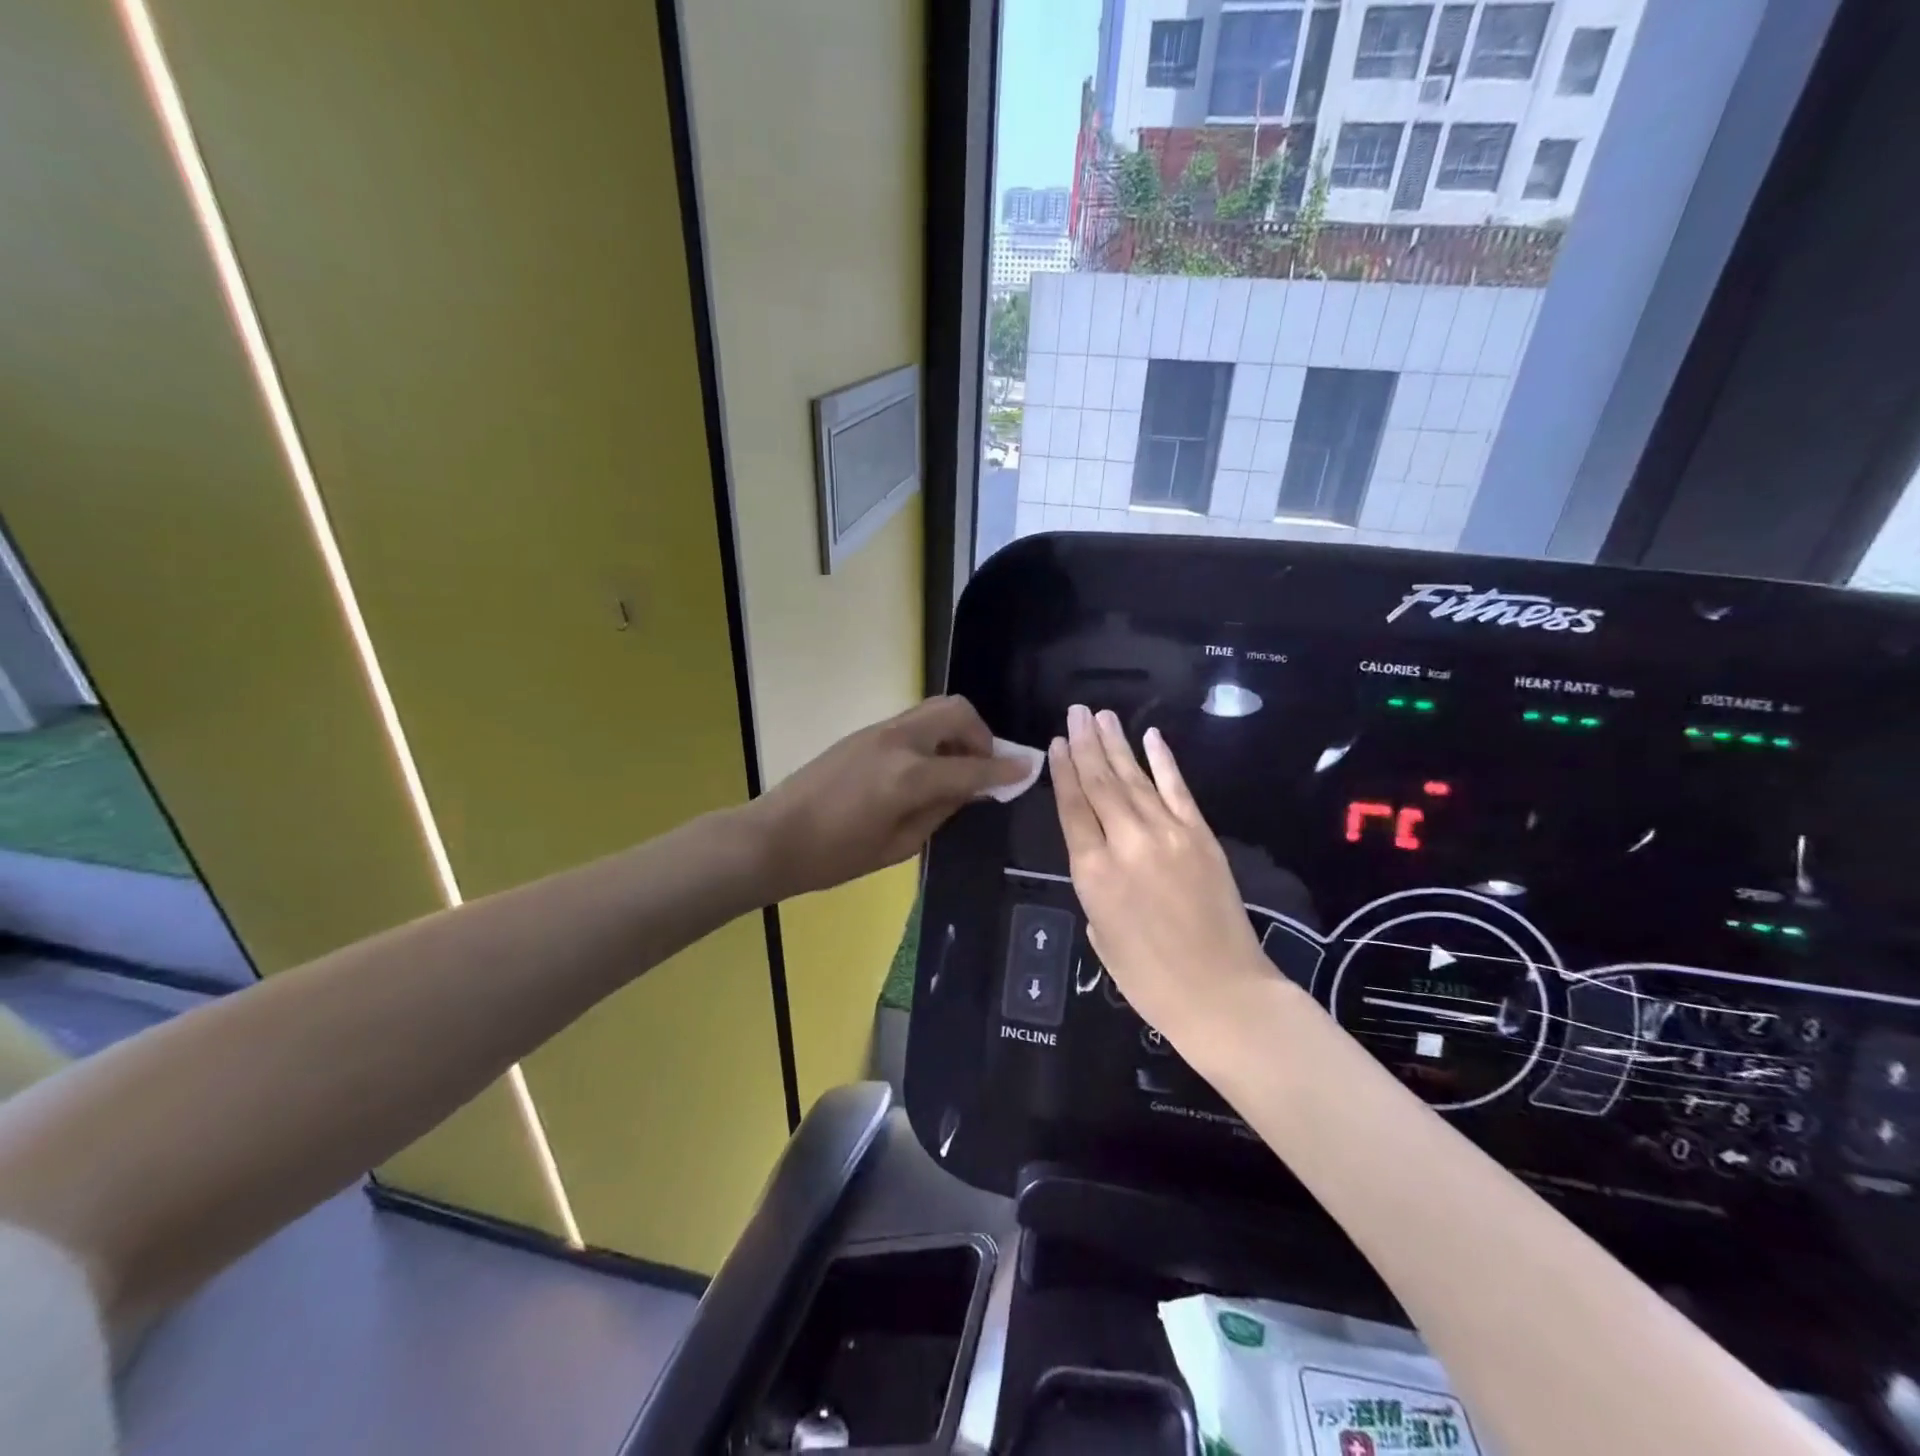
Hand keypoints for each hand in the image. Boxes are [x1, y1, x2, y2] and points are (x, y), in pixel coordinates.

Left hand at [754, 696, 1025, 899]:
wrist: (773, 837)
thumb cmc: (835, 856)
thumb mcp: (899, 845)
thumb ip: (942, 810)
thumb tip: (972, 789)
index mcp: (909, 777)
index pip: (972, 766)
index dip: (1004, 770)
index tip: (1027, 770)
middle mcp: (899, 742)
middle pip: (957, 712)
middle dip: (982, 735)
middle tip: (982, 768)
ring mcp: (879, 731)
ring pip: (935, 709)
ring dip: (957, 731)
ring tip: (955, 769)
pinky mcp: (865, 733)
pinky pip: (914, 722)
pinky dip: (934, 735)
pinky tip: (926, 769)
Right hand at [1050, 704, 1271, 1050]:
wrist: (1222, 993)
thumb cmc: (1149, 979)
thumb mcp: (1101, 934)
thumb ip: (1095, 886)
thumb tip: (1101, 858)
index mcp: (1093, 872)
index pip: (1072, 807)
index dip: (1062, 771)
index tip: (1055, 743)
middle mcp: (1126, 842)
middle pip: (1100, 783)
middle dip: (1085, 744)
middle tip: (1075, 712)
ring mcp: (1168, 834)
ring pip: (1134, 779)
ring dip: (1116, 744)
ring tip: (1101, 716)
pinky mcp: (1201, 836)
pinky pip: (1178, 789)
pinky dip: (1163, 761)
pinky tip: (1151, 737)